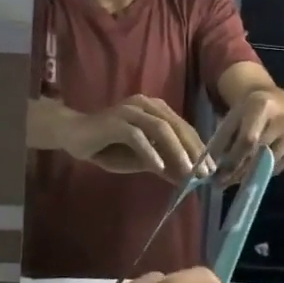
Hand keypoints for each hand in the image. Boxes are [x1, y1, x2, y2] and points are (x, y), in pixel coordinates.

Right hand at [62, 96, 206, 183]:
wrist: (73, 135)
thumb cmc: (109, 146)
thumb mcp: (141, 158)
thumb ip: (163, 163)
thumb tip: (186, 177)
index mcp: (156, 109)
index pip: (184, 127)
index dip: (199, 148)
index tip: (210, 169)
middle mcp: (146, 105)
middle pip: (177, 126)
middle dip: (193, 151)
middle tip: (204, 173)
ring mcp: (130, 111)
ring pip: (161, 129)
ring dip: (177, 151)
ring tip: (187, 172)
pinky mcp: (115, 122)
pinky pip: (137, 136)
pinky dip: (150, 152)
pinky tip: (159, 167)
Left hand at [218, 87, 283, 181]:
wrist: (277, 102)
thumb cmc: (248, 113)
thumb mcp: (232, 118)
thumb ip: (221, 140)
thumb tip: (211, 167)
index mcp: (261, 106)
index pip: (247, 140)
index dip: (232, 159)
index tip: (216, 174)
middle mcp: (282, 119)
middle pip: (257, 153)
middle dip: (236, 171)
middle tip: (221, 182)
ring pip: (267, 164)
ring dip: (247, 175)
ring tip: (232, 179)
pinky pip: (277, 168)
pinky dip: (262, 172)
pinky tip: (252, 170)